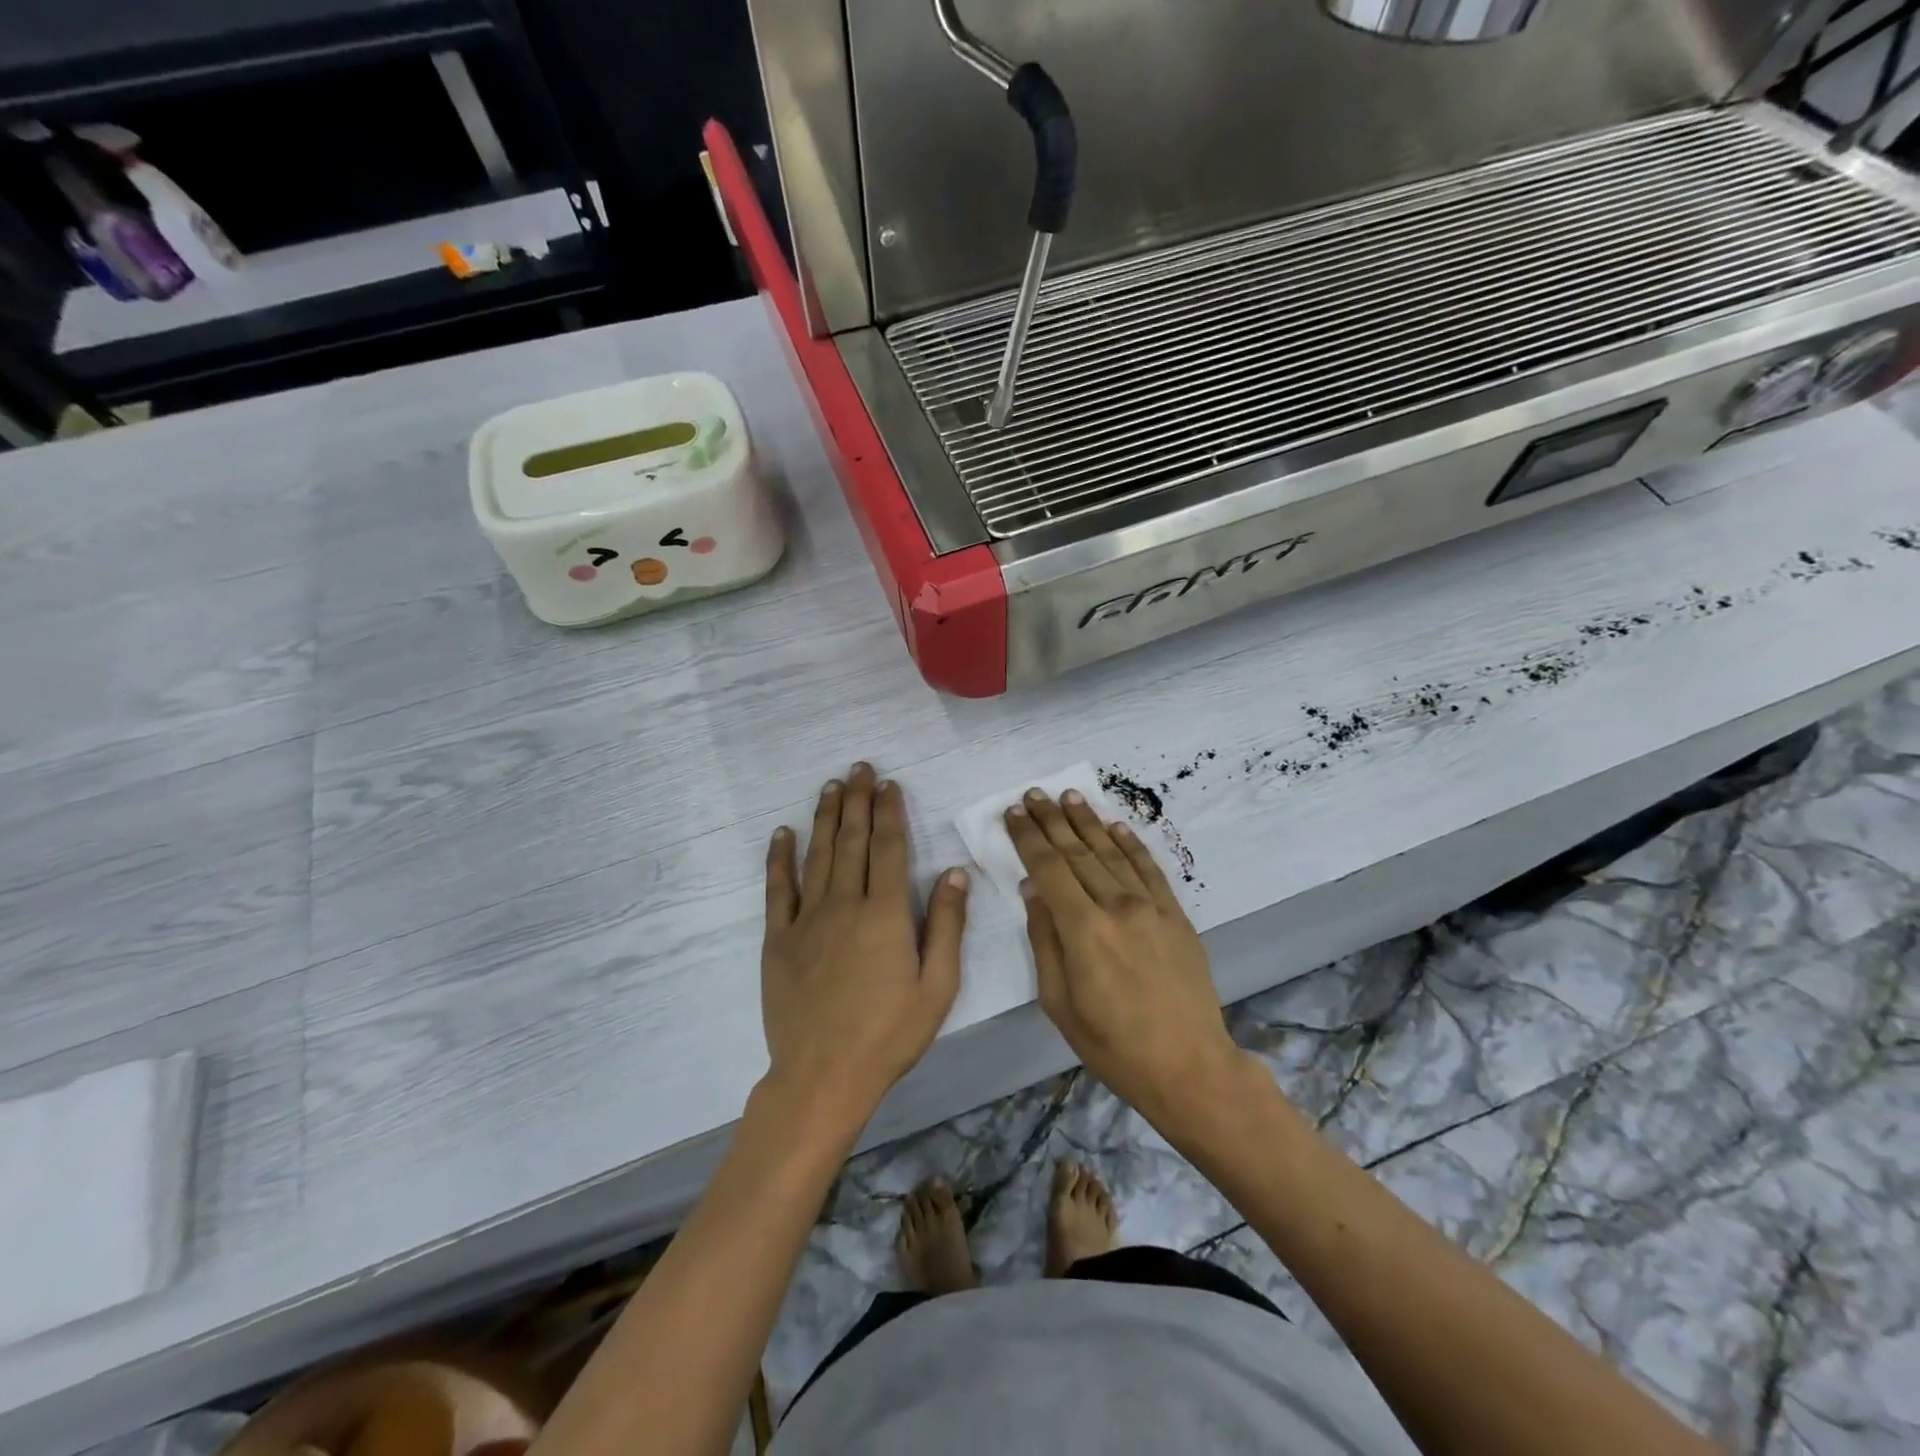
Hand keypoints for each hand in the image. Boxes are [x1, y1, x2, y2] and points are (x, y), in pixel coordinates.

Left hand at [761, 763, 970, 1129]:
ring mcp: (807, 920)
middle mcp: (845, 904)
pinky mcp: (779, 939)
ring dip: (825, 817)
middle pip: (852, 841)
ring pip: (818, 855)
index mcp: (885, 914)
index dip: (889, 812)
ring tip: (831, 786)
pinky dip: (780, 858)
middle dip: (857, 801)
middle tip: (860, 769)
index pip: (888, 848)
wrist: (823, 1076)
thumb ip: (946, 925)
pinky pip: (778, 889)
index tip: (889, 785)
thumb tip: (953, 871)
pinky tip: (782, 833)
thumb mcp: (937, 987)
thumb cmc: (889, 1035)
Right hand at [1007, 789, 1242, 1128]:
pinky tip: (1115, 826)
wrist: (1189, 1066)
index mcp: (1083, 930)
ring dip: (1088, 822)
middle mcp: (1117, 906)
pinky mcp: (1175, 915)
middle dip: (1052, 820)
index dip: (1028, 838)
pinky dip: (1130, 844)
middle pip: (1077, 852)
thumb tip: (1033, 890)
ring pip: (1112, 853)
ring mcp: (1151, 907)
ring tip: (1069, 796)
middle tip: (1034, 793)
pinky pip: (1149, 868)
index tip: (1013, 813)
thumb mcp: (1059, 1003)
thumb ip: (1044, 940)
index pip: (1049, 868)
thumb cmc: (1112, 1044)